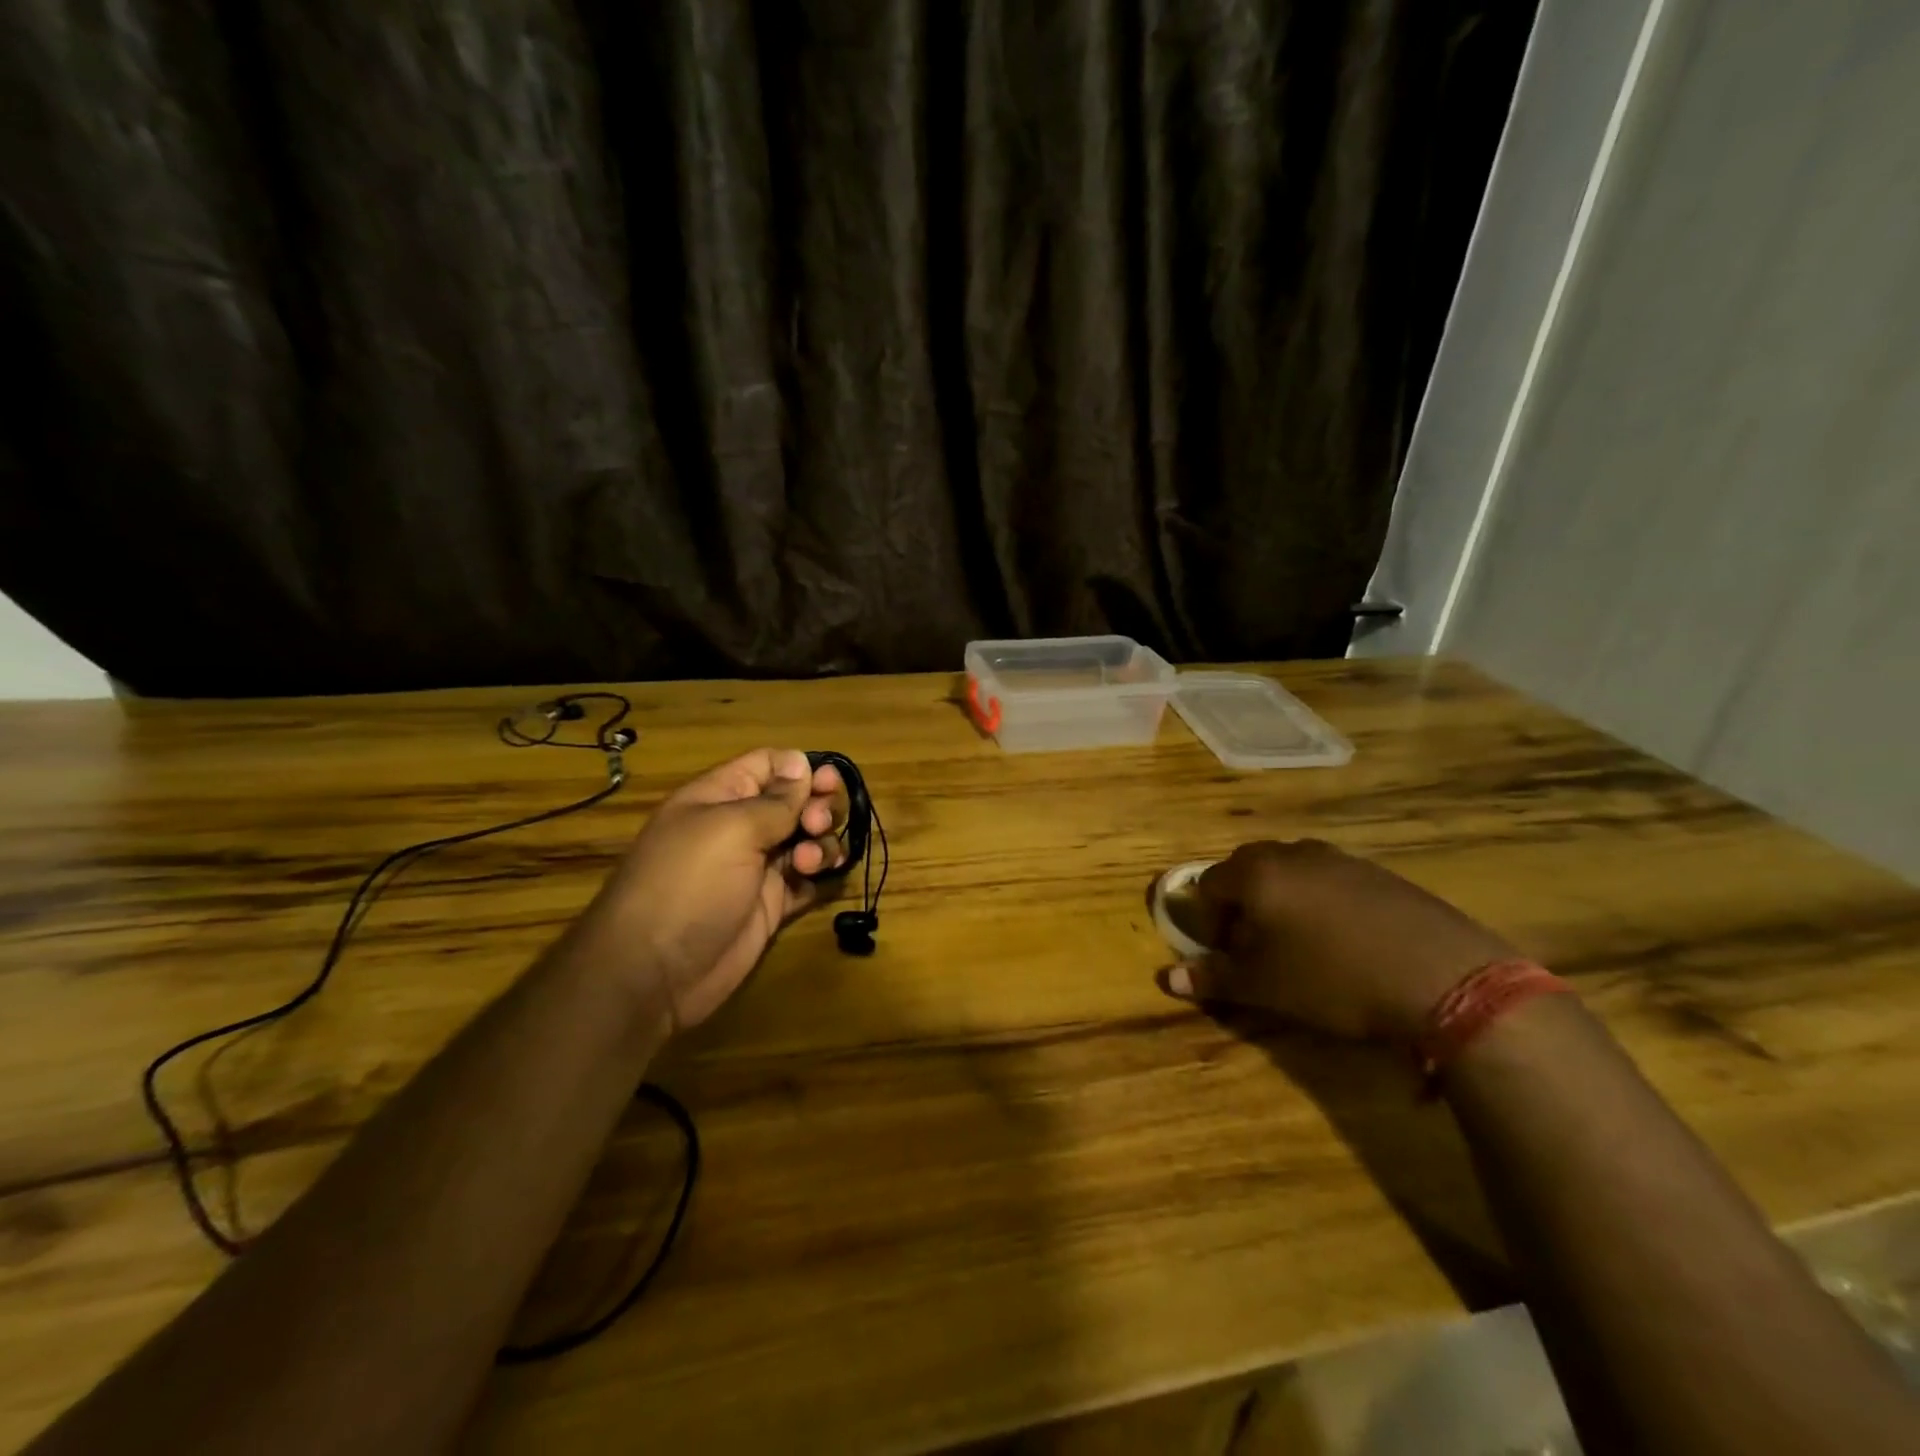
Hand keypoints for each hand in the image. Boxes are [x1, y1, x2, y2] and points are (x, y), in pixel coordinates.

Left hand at [574, 748, 848, 1032]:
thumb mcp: (731, 829)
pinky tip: (820, 879)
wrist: (656, 973)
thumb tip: (802, 763)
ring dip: (821, 843)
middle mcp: (741, 827)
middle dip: (817, 806)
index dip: (800, 769)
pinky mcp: (771, 905)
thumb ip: (775, 799)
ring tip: (808, 862)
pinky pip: (808, 880)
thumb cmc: (689, 884)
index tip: (826, 782)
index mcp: (721, 797)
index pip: (769, 765)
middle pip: (796, 801)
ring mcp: (757, 868)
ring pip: (807, 839)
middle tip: (817, 824)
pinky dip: (822, 875)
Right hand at [1162, 840, 1516, 1044]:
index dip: (1209, 920)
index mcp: (1256, 873)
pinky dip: (1323, 902)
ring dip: (1283, 901)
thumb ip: (1214, 978)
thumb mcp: (1266, 986)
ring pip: (1291, 872)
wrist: (1443, 977)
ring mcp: (1339, 858)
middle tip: (1258, 947)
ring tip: (1303, 944)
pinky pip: (1331, 879)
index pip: (1208, 884)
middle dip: (1243, 904)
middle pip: (1247, 870)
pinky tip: (1346, 940)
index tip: (1228, 953)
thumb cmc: (1333, 979)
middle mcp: (1292, 853)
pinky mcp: (1378, 872)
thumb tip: (1167, 978)